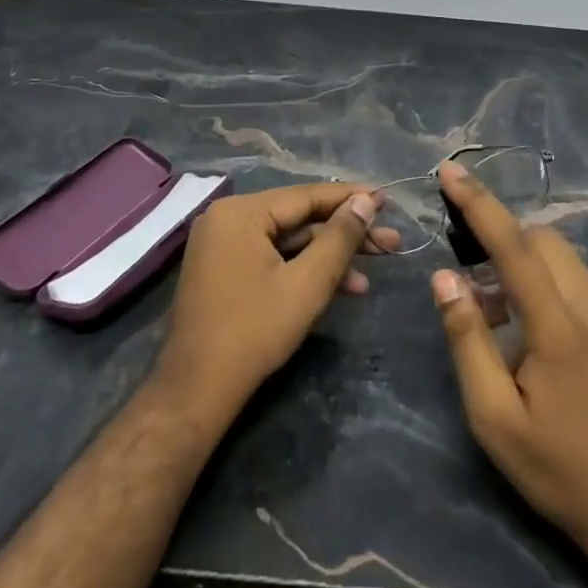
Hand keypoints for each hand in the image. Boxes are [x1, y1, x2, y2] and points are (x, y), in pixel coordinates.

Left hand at [155, 184, 399, 422]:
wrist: (197, 391)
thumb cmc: (254, 331)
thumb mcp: (307, 283)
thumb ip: (339, 238)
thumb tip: (366, 201)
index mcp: (241, 212)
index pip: (307, 196)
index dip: (351, 199)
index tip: (386, 199)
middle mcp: (228, 218)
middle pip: (299, 218)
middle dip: (346, 234)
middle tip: (391, 241)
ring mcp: (223, 245)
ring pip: (289, 241)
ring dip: (331, 256)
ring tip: (377, 267)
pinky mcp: (225, 270)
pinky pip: (273, 257)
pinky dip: (305, 270)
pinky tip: (343, 287)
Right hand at [431, 161, 587, 575]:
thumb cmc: (560, 472)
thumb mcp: (496, 420)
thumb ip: (467, 341)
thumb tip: (445, 278)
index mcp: (560, 330)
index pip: (515, 247)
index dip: (480, 204)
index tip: (453, 170)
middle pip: (548, 244)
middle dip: (510, 246)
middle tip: (483, 292)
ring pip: (573, 270)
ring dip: (538, 281)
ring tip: (521, 337)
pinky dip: (569, 306)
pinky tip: (568, 362)